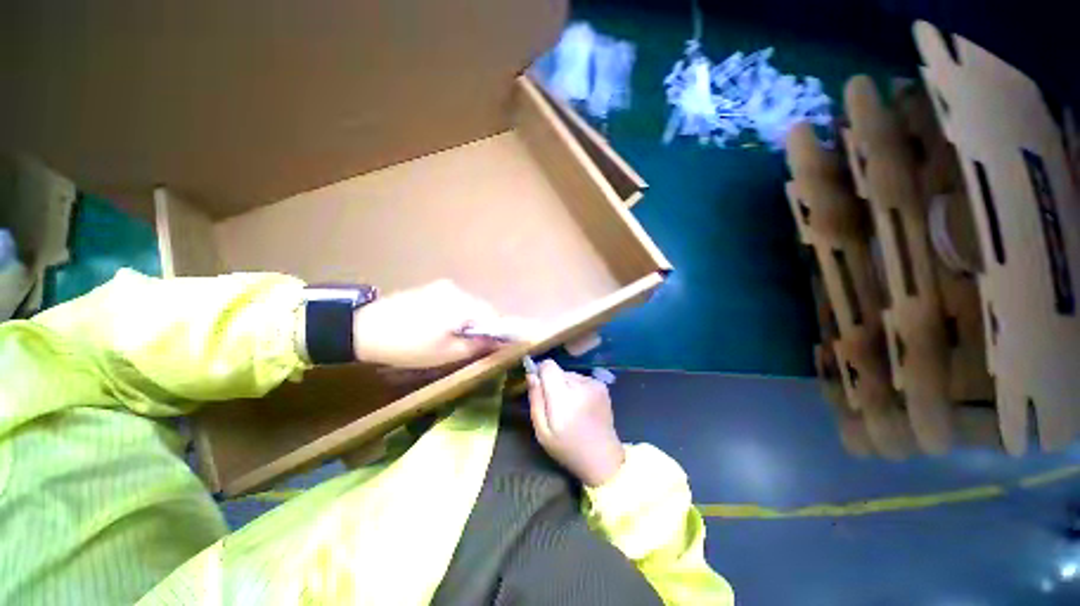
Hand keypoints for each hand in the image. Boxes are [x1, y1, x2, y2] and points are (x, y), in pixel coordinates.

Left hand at [353, 280, 502, 367]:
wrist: (364, 329)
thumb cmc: (409, 346)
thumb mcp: (446, 354)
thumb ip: (477, 346)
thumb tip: (498, 342)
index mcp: (463, 304)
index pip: (494, 316)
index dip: (497, 333)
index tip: (492, 347)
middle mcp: (457, 290)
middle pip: (481, 308)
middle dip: (481, 326)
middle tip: (471, 346)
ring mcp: (441, 286)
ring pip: (467, 305)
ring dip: (468, 320)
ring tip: (453, 337)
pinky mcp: (429, 287)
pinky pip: (453, 301)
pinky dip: (454, 314)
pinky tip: (439, 326)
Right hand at [528, 360, 625, 486]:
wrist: (603, 457)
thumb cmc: (568, 447)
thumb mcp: (542, 431)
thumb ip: (535, 400)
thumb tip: (531, 375)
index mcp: (563, 397)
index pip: (548, 366)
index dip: (541, 373)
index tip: (540, 388)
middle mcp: (580, 385)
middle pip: (558, 370)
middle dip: (553, 383)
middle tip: (556, 406)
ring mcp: (594, 384)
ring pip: (570, 375)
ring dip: (566, 386)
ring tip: (571, 408)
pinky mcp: (602, 386)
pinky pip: (581, 379)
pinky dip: (578, 389)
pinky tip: (581, 406)